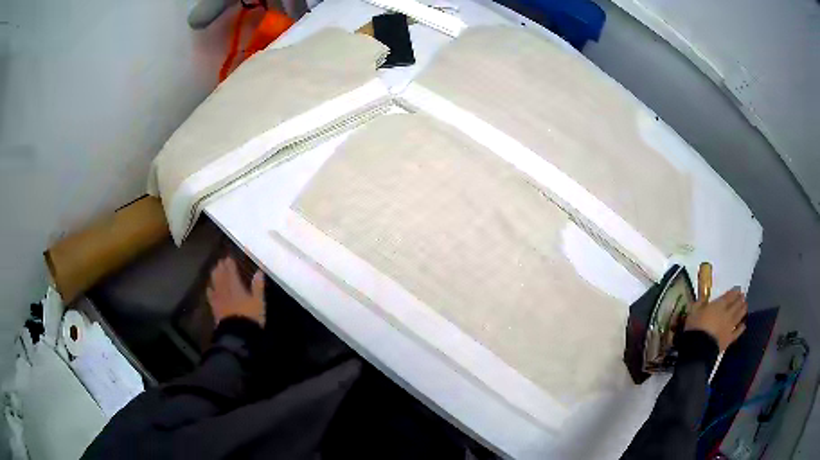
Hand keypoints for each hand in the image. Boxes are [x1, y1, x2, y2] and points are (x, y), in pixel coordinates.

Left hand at [207, 257, 265, 325]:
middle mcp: (225, 290)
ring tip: (214, 269)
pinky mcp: (215, 308)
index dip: (230, 264)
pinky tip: (209, 287)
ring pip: (215, 283)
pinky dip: (210, 290)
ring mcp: (219, 299)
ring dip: (214, 275)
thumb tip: (259, 271)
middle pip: (221, 276)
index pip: (231, 272)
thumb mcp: (258, 302)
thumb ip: (258, 286)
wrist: (237, 334)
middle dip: (221, 267)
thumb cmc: (250, 317)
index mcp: (236, 287)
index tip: (229, 257)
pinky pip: (210, 296)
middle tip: (221, 261)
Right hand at [685, 287, 746, 350]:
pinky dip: (741, 329)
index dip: (734, 292)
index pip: (729, 296)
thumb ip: (699, 306)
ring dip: (742, 310)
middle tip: (743, 296)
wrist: (699, 348)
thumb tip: (700, 301)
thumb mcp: (693, 313)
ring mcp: (729, 327)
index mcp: (718, 305)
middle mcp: (726, 314)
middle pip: (736, 305)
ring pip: (738, 316)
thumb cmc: (695, 327)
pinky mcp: (728, 339)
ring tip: (745, 306)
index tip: (738, 289)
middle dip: (740, 300)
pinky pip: (736, 333)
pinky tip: (743, 326)